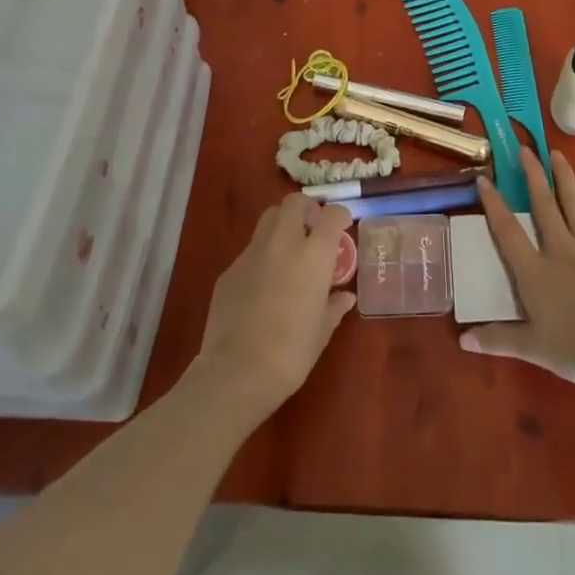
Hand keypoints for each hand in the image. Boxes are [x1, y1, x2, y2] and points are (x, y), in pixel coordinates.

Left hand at [197, 194, 355, 420]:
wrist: (236, 372)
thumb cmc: (291, 352)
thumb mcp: (322, 331)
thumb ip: (334, 307)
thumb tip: (346, 297)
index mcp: (313, 254)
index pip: (332, 215)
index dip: (340, 216)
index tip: (342, 226)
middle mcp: (283, 243)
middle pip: (294, 202)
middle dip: (307, 207)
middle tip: (313, 227)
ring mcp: (252, 253)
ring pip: (268, 219)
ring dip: (282, 224)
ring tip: (288, 250)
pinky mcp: (229, 270)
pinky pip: (250, 250)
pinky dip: (262, 255)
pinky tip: (263, 284)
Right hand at [461, 148, 574, 384]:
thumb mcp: (532, 348)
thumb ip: (498, 339)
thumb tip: (462, 340)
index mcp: (535, 271)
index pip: (507, 231)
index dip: (493, 204)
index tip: (483, 178)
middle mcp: (560, 250)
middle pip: (543, 205)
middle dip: (532, 175)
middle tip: (524, 149)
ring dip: (565, 177)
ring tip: (557, 154)